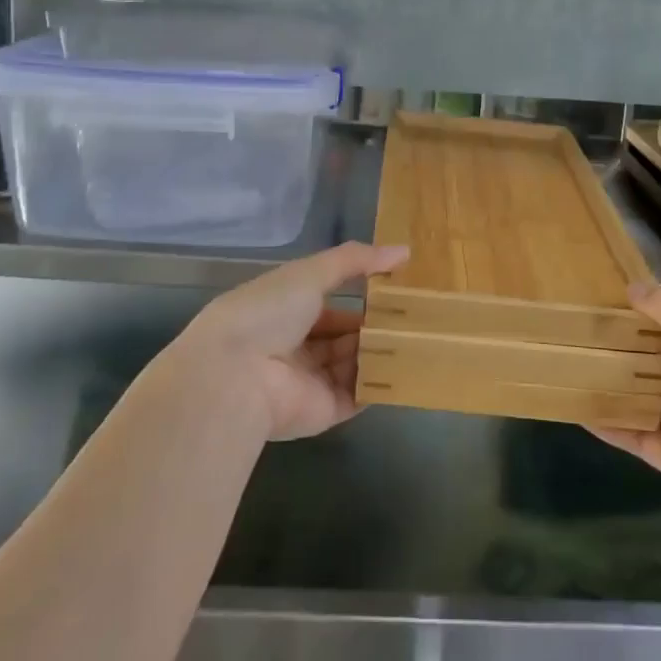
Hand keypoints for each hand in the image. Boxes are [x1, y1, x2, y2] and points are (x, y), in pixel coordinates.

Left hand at [167, 242, 409, 441]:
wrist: (236, 375)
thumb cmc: (268, 313)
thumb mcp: (311, 273)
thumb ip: (355, 260)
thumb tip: (403, 250)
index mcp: (287, 313)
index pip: (331, 306)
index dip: (362, 297)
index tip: (399, 289)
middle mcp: (298, 348)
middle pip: (345, 337)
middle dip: (377, 326)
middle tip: (419, 314)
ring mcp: (313, 381)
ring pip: (356, 364)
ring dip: (383, 351)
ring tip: (424, 335)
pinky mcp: (326, 410)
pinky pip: (361, 394)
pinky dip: (383, 382)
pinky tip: (413, 365)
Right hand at [594, 285, 660, 542]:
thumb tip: (634, 286)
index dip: (649, 313)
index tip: (607, 301)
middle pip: (660, 361)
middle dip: (625, 348)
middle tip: (578, 331)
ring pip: (645, 398)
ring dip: (614, 385)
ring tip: (569, 365)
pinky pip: (636, 436)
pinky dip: (610, 424)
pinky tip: (576, 409)